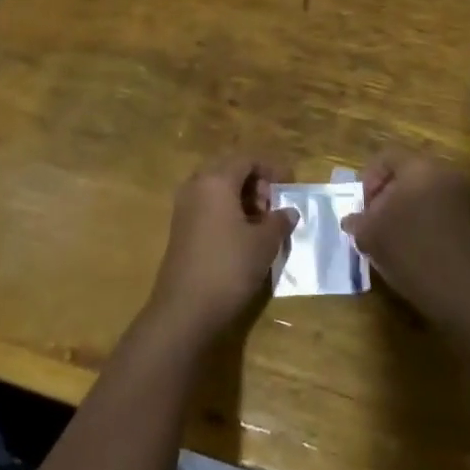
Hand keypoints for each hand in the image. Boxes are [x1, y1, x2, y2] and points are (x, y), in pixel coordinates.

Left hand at [145, 157, 297, 342]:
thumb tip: (289, 211)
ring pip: (217, 189)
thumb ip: (279, 221)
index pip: (247, 159)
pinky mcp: (180, 229)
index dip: (271, 168)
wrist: (184, 311)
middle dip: (255, 183)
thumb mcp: (264, 244)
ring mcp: (184, 207)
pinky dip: (227, 211)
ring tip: (262, 223)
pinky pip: (207, 206)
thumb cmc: (229, 268)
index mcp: (216, 180)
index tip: (290, 185)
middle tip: (274, 206)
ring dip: (241, 198)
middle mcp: (196, 186)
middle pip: (230, 170)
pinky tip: (242, 236)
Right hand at [343, 153, 469, 324]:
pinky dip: (430, 226)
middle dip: (389, 198)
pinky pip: (446, 214)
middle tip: (377, 226)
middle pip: (408, 175)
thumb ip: (358, 222)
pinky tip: (423, 254)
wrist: (469, 292)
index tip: (364, 210)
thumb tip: (352, 220)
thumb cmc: (413, 253)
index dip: (368, 181)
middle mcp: (446, 172)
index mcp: (419, 167)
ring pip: (427, 196)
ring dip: (410, 213)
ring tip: (398, 243)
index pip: (386, 158)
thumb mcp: (372, 237)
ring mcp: (467, 196)